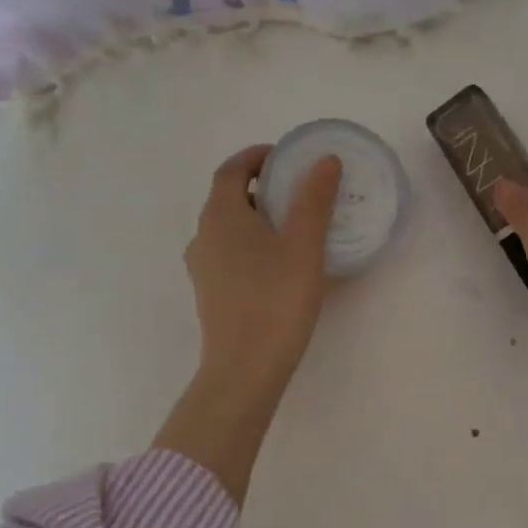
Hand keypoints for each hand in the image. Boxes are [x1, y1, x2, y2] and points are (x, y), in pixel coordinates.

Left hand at [184, 143, 342, 392]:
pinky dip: (253, 243)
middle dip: (263, 186)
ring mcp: (203, 268)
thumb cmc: (275, 301)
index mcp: (220, 217)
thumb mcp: (303, 246)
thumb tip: (324, 160)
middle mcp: (203, 236)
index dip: (257, 156)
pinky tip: (282, 263)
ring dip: (259, 217)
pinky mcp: (211, 293)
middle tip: (301, 190)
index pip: (231, 170)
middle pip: (229, 197)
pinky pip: (230, 253)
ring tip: (297, 226)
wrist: (244, 370)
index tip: (287, 157)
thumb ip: (314, 200)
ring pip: (230, 228)